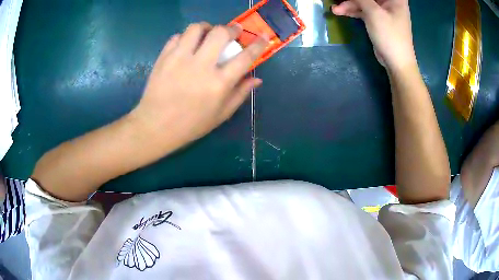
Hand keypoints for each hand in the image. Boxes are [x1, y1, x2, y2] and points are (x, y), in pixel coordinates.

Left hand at [130, 23, 266, 149]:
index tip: (264, 36)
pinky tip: (187, 45)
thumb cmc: (191, 124)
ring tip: (207, 34)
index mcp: (219, 83)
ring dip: (207, 27)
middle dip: (231, 28)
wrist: (155, 126)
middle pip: (220, 33)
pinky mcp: (164, 57)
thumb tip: (257, 78)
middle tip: (232, 32)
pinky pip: (177, 37)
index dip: (258, 44)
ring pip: (196, 28)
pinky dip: (185, 37)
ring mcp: (179, 59)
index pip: (245, 57)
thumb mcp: (221, 115)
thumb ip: (240, 94)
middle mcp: (201, 66)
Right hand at [332, 0, 415, 70]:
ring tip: (335, 9)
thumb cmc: (390, 35)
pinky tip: (340, 12)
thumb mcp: (373, 13)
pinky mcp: (377, 19)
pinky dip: (353, 11)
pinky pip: (363, 10)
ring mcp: (383, 11)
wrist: (396, 62)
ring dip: (349, 4)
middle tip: (338, 0)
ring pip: (364, 2)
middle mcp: (390, 2)